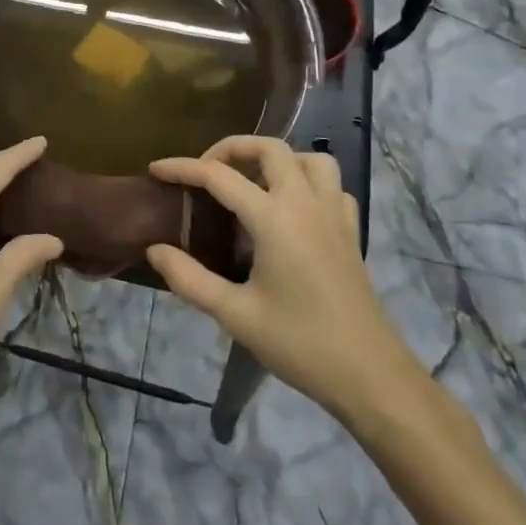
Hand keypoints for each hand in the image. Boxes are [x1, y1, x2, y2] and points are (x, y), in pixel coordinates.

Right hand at [145, 136, 427, 425]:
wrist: (370, 376)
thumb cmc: (299, 343)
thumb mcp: (235, 315)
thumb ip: (189, 278)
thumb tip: (154, 250)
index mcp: (274, 218)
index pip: (219, 176)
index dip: (183, 168)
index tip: (156, 170)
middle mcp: (305, 203)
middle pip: (269, 148)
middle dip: (232, 148)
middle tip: (206, 170)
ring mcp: (334, 215)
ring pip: (309, 159)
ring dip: (276, 159)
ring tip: (252, 181)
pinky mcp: (351, 232)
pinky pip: (332, 187)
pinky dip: (308, 182)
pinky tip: (292, 208)